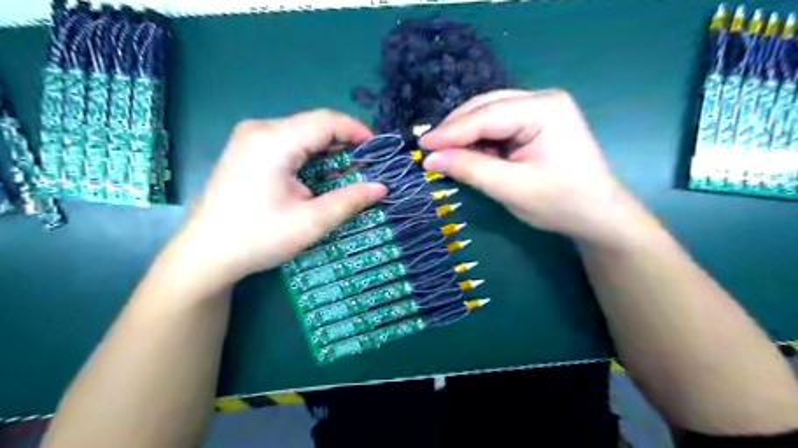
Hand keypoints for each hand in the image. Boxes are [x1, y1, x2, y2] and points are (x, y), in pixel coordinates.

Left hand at [173, 109, 388, 282]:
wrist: (205, 254)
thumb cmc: (259, 237)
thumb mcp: (311, 221)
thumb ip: (349, 200)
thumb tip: (382, 188)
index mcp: (274, 141)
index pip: (326, 120)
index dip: (357, 131)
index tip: (378, 151)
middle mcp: (260, 130)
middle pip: (313, 125)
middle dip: (344, 143)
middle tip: (366, 167)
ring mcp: (249, 139)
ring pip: (301, 133)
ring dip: (327, 150)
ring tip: (348, 173)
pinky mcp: (246, 151)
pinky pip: (287, 143)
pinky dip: (310, 156)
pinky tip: (320, 175)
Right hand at [419, 88, 643, 245]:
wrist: (597, 215)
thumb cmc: (560, 203)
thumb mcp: (511, 188)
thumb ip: (470, 169)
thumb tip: (430, 159)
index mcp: (544, 109)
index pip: (486, 115)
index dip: (450, 131)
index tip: (421, 146)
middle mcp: (542, 99)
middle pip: (486, 107)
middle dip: (456, 130)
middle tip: (429, 150)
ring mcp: (540, 109)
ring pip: (489, 114)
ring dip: (465, 135)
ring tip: (444, 154)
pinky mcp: (535, 122)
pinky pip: (498, 125)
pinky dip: (479, 140)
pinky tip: (468, 153)